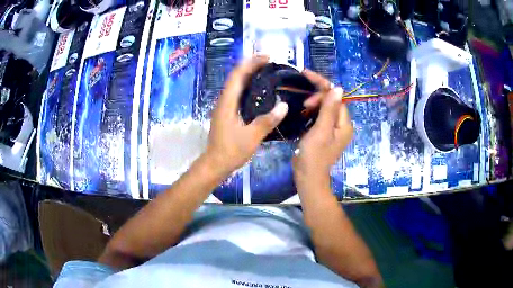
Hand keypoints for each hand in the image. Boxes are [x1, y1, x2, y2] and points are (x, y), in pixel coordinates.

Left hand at [204, 55, 288, 174]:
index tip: (267, 57)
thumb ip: (267, 120)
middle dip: (252, 65)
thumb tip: (284, 105)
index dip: (251, 63)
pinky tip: (260, 91)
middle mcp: (224, 100)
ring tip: (267, 72)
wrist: (215, 164)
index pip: (238, 75)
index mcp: (227, 102)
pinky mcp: (227, 113)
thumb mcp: (252, 137)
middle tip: (270, 62)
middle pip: (236, 76)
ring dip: (249, 74)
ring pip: (236, 84)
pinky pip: (238, 93)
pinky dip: (248, 86)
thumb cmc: (231, 151)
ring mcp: (224, 106)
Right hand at [293, 70, 352, 181]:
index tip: (306, 76)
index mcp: (344, 124)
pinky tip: (303, 111)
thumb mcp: (321, 130)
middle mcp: (342, 124)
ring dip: (314, 103)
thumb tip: (338, 87)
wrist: (308, 177)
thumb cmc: (314, 155)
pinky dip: (312, 111)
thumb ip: (329, 109)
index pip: (337, 97)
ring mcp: (333, 129)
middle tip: (303, 103)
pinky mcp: (324, 133)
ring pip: (325, 107)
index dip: (323, 86)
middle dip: (317, 96)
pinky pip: (320, 115)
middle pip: (332, 101)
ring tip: (302, 106)